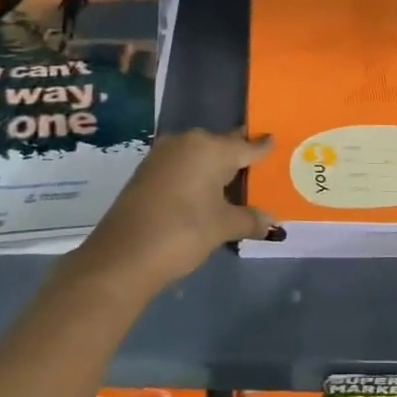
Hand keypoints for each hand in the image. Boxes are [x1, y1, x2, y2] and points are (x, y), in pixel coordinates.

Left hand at [71, 128, 280, 293]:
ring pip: (198, 155)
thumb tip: (272, 221)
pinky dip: (194, 175)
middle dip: (237, 156)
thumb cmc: (183, 232)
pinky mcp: (146, 171)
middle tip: (256, 166)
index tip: (273, 140)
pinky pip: (181, 166)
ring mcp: (162, 155)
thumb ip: (250, 219)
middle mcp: (187, 142)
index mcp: (211, 148)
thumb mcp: (223, 226)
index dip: (261, 147)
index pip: (245, 146)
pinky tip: (203, 192)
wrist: (122, 256)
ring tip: (232, 182)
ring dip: (213, 167)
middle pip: (221, 146)